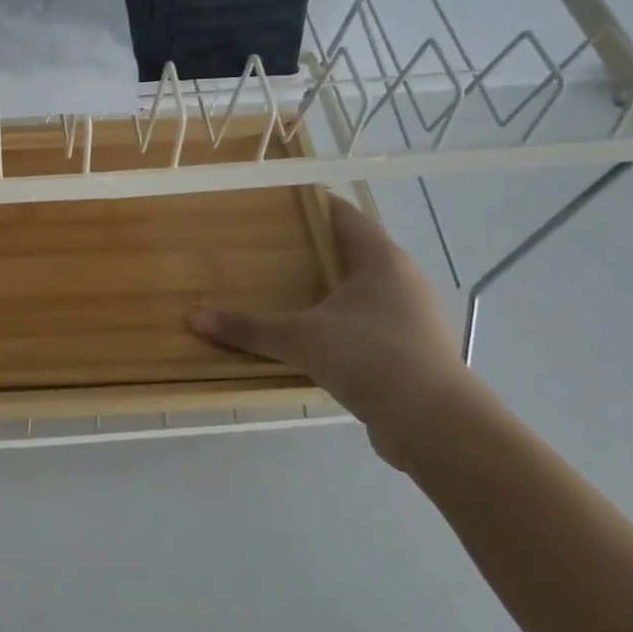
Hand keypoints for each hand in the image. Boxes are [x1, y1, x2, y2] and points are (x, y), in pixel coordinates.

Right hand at [188, 194, 483, 464]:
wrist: (439, 427)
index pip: (341, 213)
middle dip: (306, 248)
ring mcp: (406, 315)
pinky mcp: (406, 349)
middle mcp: (397, 279)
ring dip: (320, 288)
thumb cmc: (372, 359)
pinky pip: (361, 322)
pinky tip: (304, 336)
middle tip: (260, 247)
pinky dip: (333, 321)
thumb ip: (248, 327)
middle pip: (347, 249)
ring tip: (276, 289)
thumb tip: (193, 317)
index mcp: (379, 259)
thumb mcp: (301, 339)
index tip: (269, 203)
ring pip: (355, 288)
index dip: (307, 203)